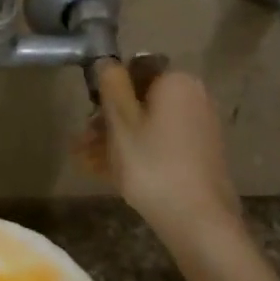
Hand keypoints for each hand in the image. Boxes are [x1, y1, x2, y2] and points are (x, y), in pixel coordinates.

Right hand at [78, 60, 241, 238]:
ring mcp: (198, 128)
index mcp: (176, 82)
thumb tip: (107, 61)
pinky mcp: (198, 155)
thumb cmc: (152, 165)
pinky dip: (136, 154)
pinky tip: (107, 173)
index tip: (89, 115)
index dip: (108, 90)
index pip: (135, 70)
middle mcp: (192, 98)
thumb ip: (111, 85)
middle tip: (80, 144)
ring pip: (147, 126)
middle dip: (108, 121)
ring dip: (115, 140)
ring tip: (85, 163)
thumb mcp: (122, 122)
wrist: (197, 220)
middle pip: (140, 101)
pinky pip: (160, 145)